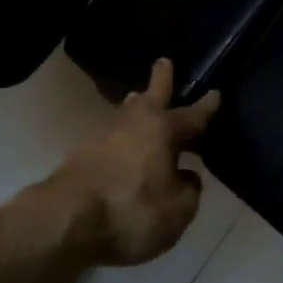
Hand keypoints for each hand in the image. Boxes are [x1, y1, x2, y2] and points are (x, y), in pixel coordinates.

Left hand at [48, 58, 220, 266]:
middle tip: (164, 62)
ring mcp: (104, 135)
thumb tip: (186, 176)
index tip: (216, 93)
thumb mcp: (177, 211)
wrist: (66, 220)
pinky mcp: (81, 153)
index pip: (192, 116)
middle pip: (152, 95)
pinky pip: (110, 137)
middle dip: (161, 78)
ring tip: (138, 99)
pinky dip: (119, 136)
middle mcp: (135, 123)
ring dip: (135, 106)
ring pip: (126, 113)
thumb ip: (188, 190)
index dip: (206, 107)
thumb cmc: (132, 212)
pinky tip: (120, 145)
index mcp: (164, 130)